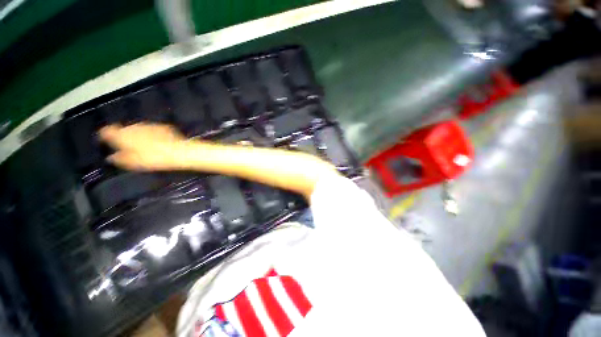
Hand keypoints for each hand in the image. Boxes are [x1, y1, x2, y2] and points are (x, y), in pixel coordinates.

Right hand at [98, 123, 190, 170]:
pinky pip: (153, 130)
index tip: (105, 139)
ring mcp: (149, 125)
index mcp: (123, 135)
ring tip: (144, 145)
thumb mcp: (132, 162)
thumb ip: (119, 159)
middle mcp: (134, 126)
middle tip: (128, 146)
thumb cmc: (152, 158)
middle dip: (125, 136)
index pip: (107, 130)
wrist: (177, 151)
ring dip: (139, 134)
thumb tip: (111, 157)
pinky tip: (158, 142)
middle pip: (125, 129)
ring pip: (139, 128)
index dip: (105, 134)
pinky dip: (152, 134)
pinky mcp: (162, 126)